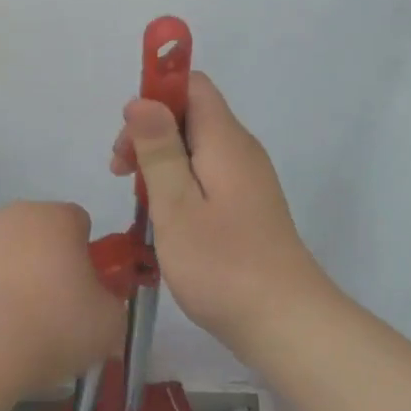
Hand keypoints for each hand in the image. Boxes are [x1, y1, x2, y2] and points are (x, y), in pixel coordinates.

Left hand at [0, 201, 125, 386]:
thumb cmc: (53, 326)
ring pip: (2, 252)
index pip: (79, 222)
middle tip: (51, 312)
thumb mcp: (108, 324)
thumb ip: (112, 304)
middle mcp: (15, 214)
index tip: (84, 291)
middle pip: (38, 234)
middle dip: (46, 263)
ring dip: (10, 277)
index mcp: (57, 217)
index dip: (85, 255)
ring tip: (13, 328)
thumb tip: (102, 305)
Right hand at [111, 73, 326, 355]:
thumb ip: (159, 149)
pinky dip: (179, 182)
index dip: (156, 94)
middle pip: (191, 114)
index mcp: (225, 140)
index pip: (191, 85)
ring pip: (196, 146)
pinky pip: (207, 173)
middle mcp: (240, 150)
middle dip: (150, 132)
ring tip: (139, 200)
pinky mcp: (248, 205)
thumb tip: (142, 100)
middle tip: (122, 173)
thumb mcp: (176, 205)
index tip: (129, 132)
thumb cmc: (223, 264)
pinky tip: (165, 217)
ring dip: (161, 160)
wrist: (288, 324)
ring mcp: (248, 179)